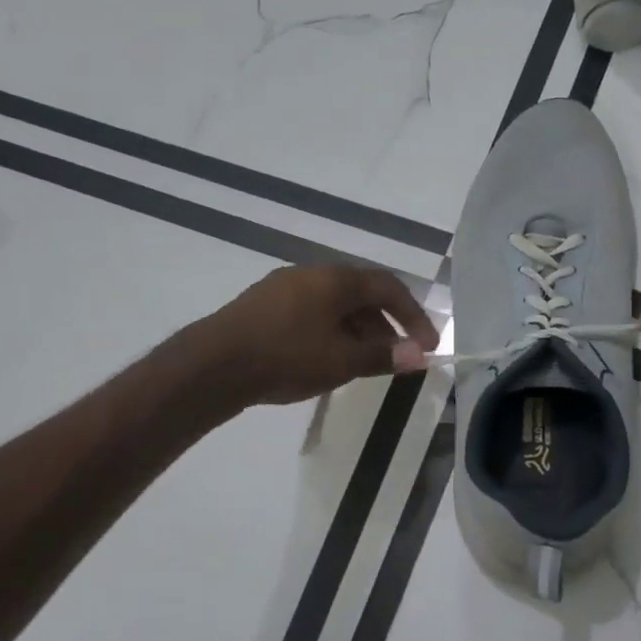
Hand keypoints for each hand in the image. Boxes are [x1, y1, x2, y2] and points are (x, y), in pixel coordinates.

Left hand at [197, 265, 438, 406]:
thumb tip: (419, 355)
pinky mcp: (263, 304)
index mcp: (335, 279)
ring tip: (363, 363)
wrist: (212, 365)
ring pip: (335, 305)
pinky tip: (326, 358)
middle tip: (395, 357)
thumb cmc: (286, 357)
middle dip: (385, 325)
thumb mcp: (341, 361)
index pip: (389, 287)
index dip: (413, 315)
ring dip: (358, 330)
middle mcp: (312, 274)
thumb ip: (383, 355)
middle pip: (362, 294)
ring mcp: (284, 287)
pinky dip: (331, 331)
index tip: (427, 344)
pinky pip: (311, 312)